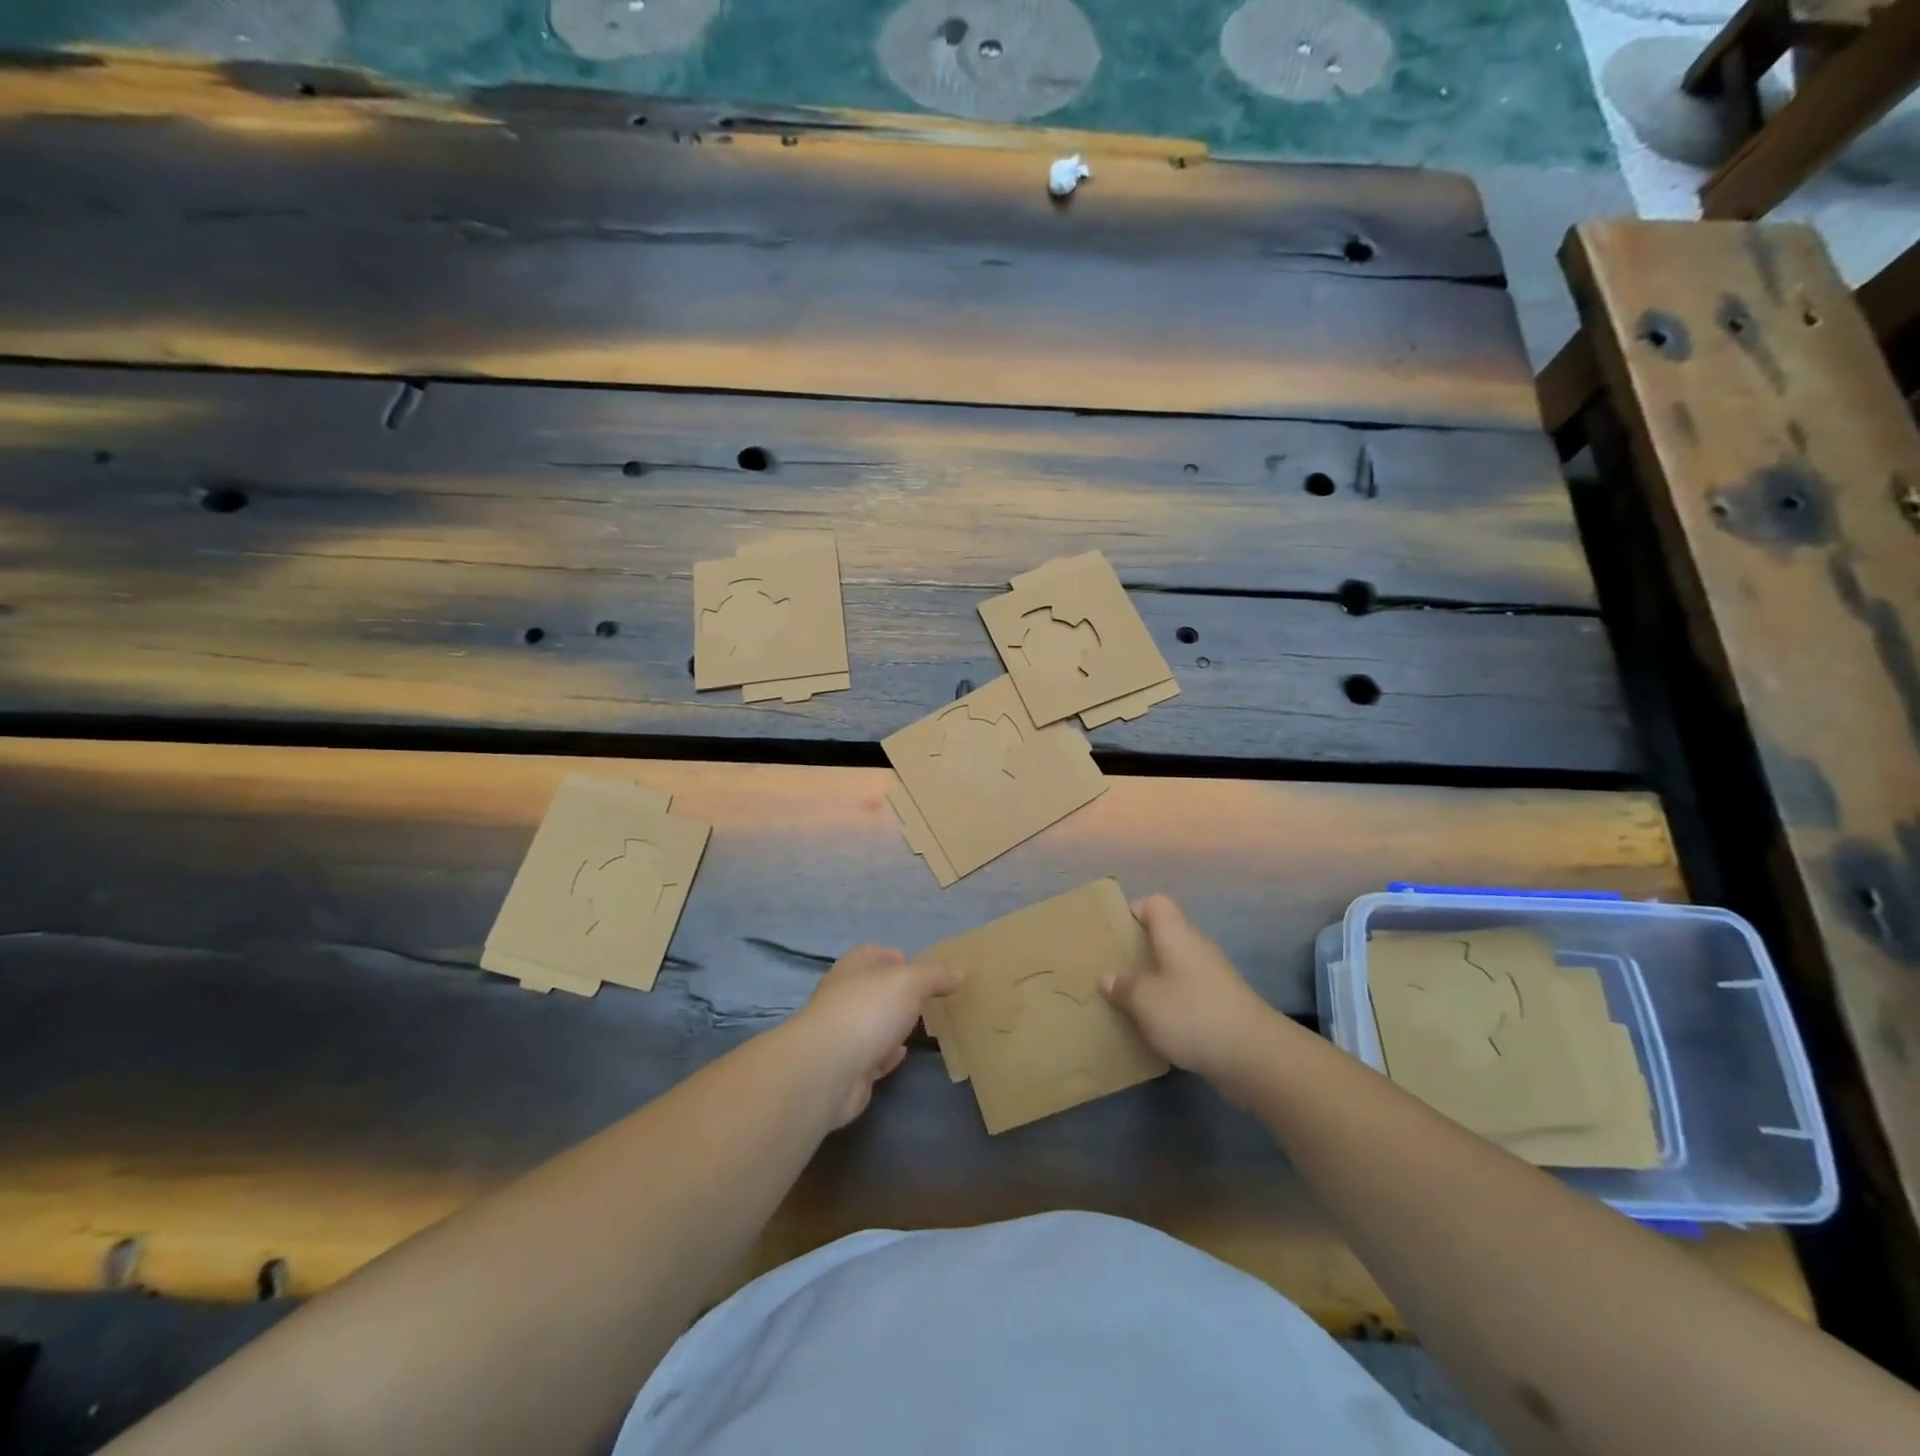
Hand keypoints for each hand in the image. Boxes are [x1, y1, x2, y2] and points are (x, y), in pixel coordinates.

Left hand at [789, 944, 959, 1127]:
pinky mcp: (848, 1068)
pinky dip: (887, 1054)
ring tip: (920, 1024)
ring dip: (892, 1024)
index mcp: (853, 969)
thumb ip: (935, 975)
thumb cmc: (868, 1011)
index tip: (917, 963)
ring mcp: (843, 1034)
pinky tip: (902, 1053)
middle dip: (896, 991)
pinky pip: (872, 1056)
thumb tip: (957, 973)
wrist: (828, 1070)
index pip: (872, 953)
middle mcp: (844, 997)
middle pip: (873, 989)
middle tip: (927, 996)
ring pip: (873, 1023)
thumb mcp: (910, 981)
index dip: (893, 955)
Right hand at [1101, 895, 1278, 1081]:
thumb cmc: (1193, 1014)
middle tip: (1112, 969)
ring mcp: (1213, 978)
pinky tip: (1155, 1026)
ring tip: (1127, 1000)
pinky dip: (1170, 1005)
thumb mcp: (1145, 1000)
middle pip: (1165, 936)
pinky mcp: (1222, 1006)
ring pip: (1175, 968)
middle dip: (1138, 951)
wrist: (1255, 1056)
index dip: (1133, 911)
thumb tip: (1109, 978)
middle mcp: (1197, 949)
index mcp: (1177, 935)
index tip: (1113, 932)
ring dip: (1153, 981)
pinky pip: (1187, 994)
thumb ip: (1123, 986)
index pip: (1156, 904)